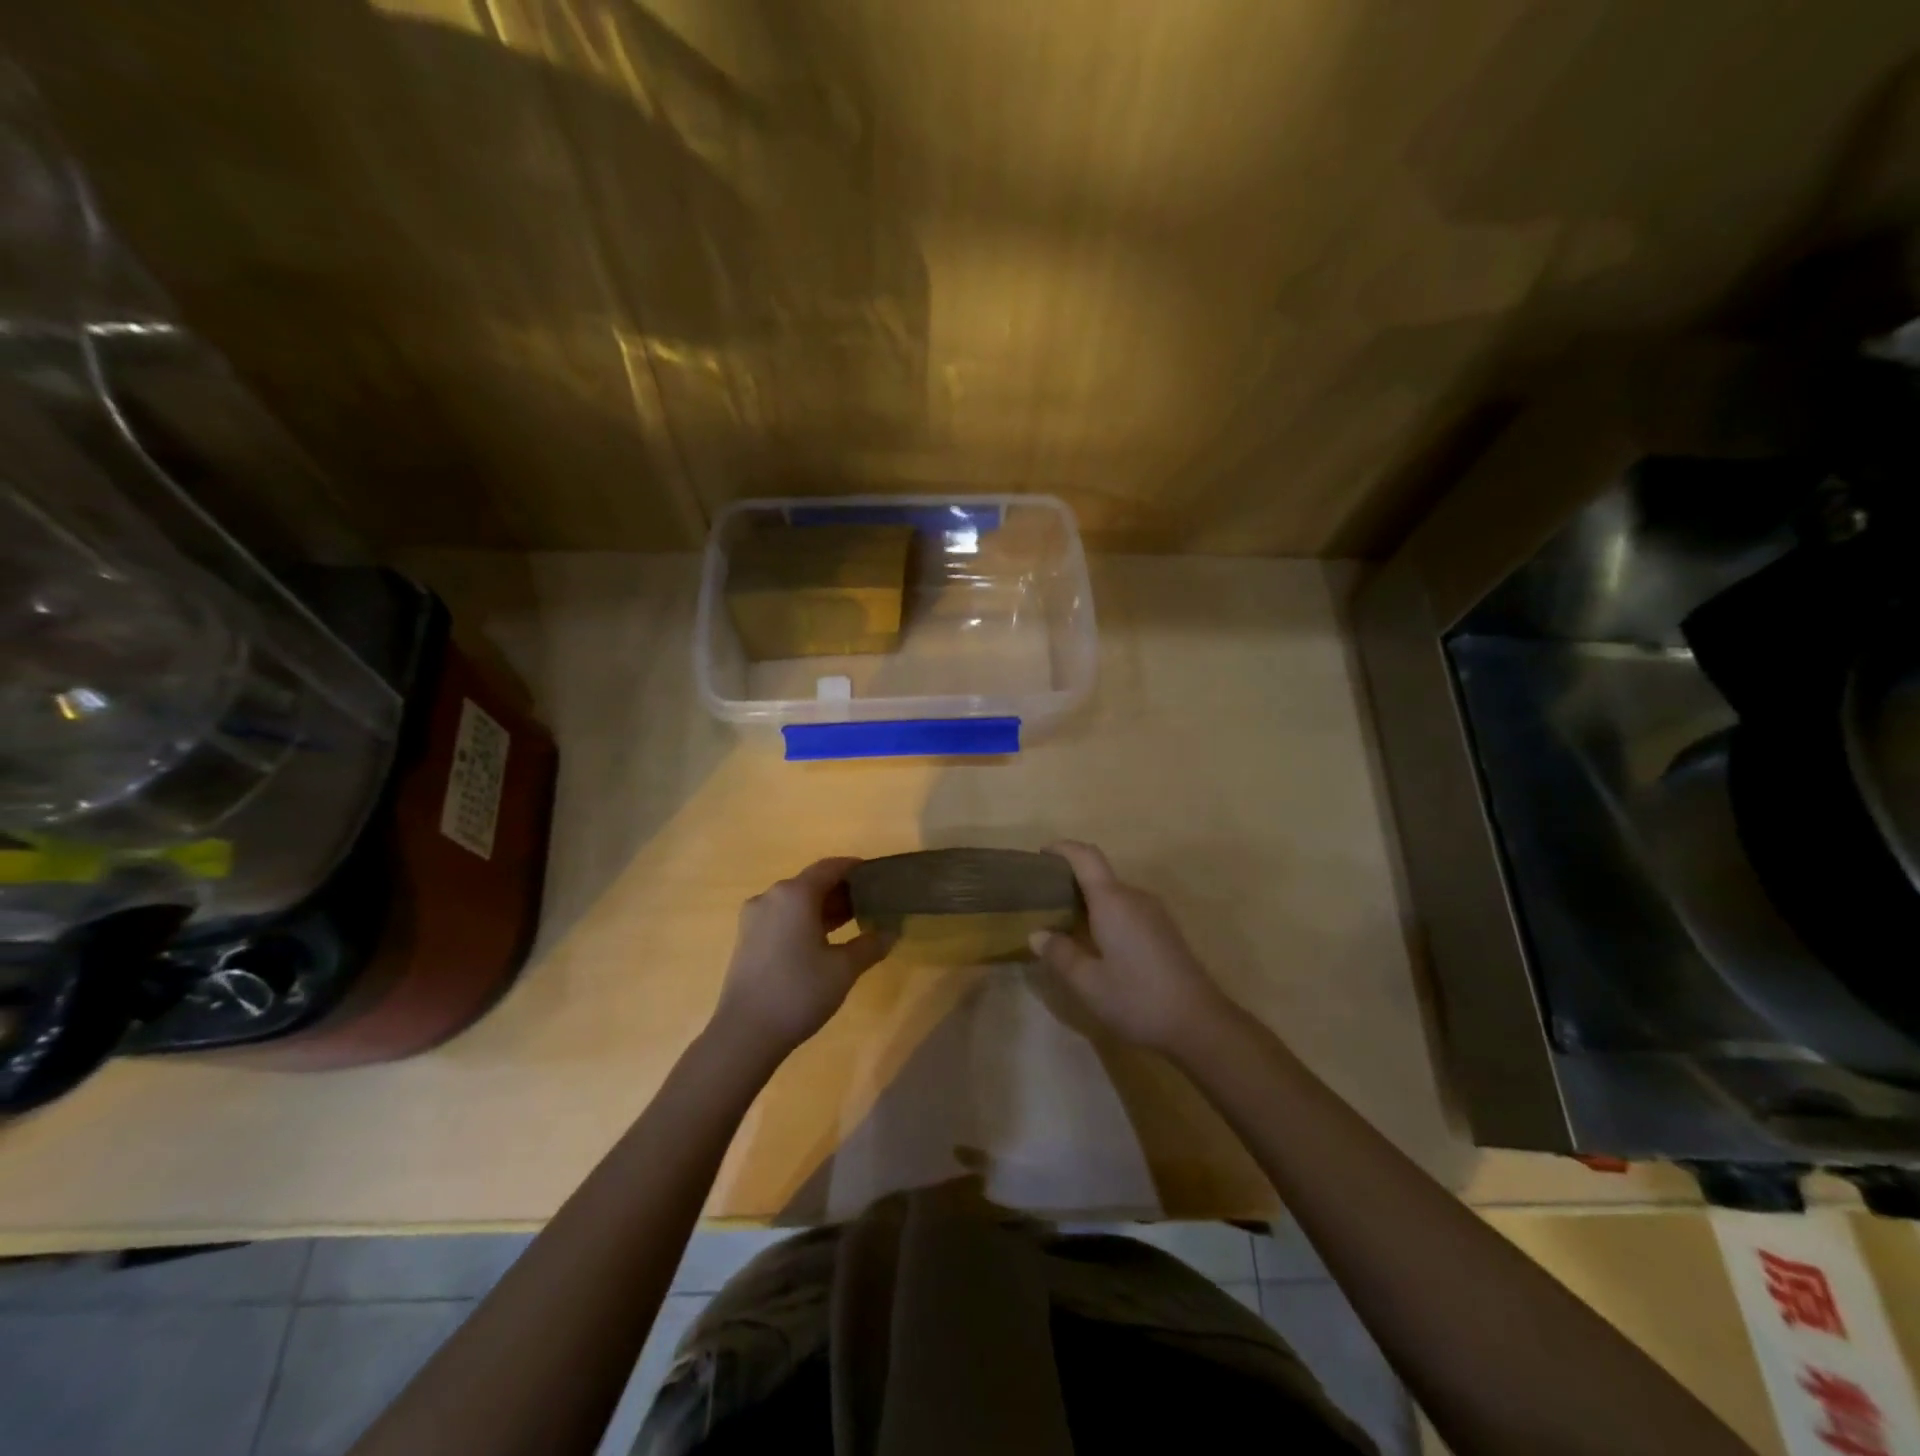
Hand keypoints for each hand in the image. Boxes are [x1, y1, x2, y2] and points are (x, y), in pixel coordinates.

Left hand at [710, 857, 893, 1061]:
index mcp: (795, 894)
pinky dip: (803, 920)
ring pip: (795, 901)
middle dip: (841, 891)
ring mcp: (754, 918)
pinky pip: (781, 917)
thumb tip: (891, 932)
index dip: (854, 868)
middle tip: (870, 903)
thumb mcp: (844, 969)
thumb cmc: (799, 992)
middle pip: (811, 883)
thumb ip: (870, 945)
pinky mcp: (746, 938)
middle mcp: (771, 896)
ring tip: (851, 923)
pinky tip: (821, 941)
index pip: (830, 867)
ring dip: (822, 908)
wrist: (745, 1034)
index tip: (876, 876)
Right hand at [1031, 841, 1232, 1055]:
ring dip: (1088, 901)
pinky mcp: (1164, 930)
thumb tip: (1037, 934)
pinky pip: (1127, 909)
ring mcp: (1154, 913)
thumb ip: (1060, 954)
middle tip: (1042, 902)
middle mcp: (1135, 897)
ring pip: (1114, 895)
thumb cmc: (1137, 999)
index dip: (1062, 848)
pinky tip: (1095, 943)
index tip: (1040, 855)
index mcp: (1113, 901)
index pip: (1086, 856)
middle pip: (1099, 874)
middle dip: (1070, 880)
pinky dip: (1105, 915)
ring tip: (1064, 924)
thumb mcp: (1088, 983)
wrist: (1200, 1024)